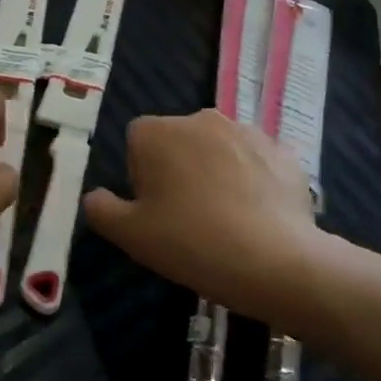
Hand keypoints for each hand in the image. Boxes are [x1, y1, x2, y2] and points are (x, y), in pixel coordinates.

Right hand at [84, 110, 320, 321]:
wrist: (273, 260)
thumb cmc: (189, 241)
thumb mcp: (128, 234)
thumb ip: (100, 209)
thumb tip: (96, 196)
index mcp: (157, 132)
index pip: (137, 143)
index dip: (142, 175)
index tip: (154, 208)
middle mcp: (201, 119)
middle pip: (179, 141)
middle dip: (179, 168)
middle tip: (187, 216)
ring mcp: (247, 131)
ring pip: (219, 150)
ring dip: (217, 172)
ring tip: (226, 219)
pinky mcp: (284, 151)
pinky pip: (257, 162)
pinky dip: (254, 180)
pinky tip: (257, 216)